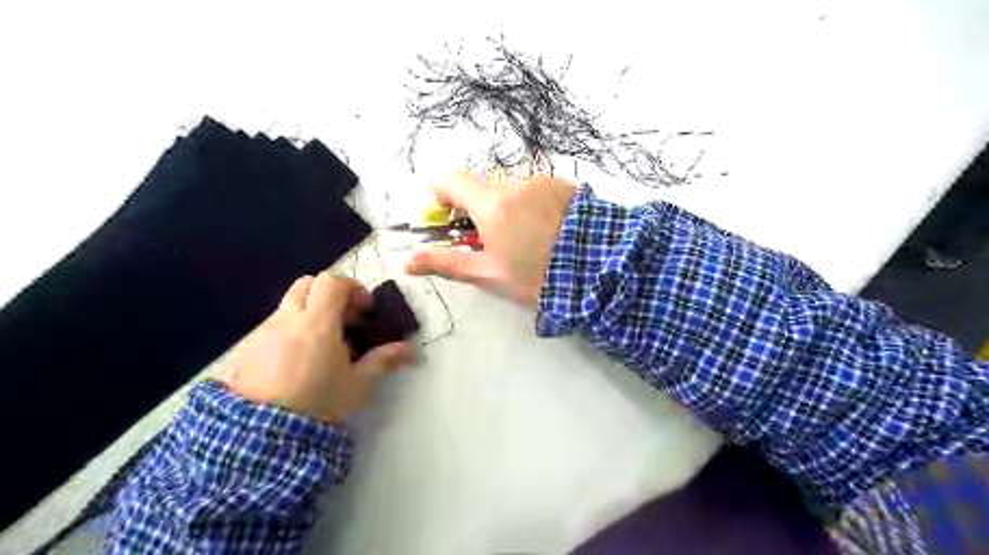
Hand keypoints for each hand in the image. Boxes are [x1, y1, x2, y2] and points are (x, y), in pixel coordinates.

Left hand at [217, 271, 412, 419]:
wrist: (261, 432)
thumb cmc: (318, 402)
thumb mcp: (357, 384)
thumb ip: (383, 360)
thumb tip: (411, 351)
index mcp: (318, 322)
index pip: (332, 282)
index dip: (352, 288)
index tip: (363, 309)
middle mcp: (289, 318)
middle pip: (307, 283)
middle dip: (328, 292)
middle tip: (343, 317)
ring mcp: (265, 331)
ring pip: (289, 304)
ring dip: (309, 311)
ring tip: (321, 342)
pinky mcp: (249, 346)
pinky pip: (274, 324)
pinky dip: (290, 328)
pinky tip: (297, 358)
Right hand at [404, 172, 577, 306]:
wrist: (601, 267)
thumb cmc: (539, 276)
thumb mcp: (491, 274)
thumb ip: (447, 263)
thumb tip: (408, 263)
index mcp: (491, 204)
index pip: (449, 179)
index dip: (442, 196)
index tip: (450, 220)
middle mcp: (513, 183)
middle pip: (479, 183)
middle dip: (475, 205)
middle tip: (489, 237)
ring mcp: (541, 180)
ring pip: (506, 185)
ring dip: (503, 204)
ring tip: (523, 235)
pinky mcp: (562, 183)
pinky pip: (532, 186)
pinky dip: (527, 201)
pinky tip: (544, 227)